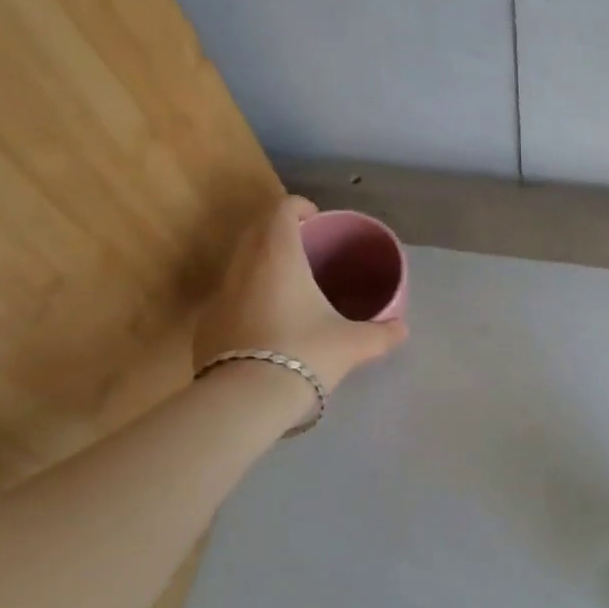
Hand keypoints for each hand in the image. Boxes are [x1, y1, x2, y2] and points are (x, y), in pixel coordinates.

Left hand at [194, 195, 407, 394]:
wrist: (247, 400)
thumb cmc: (306, 354)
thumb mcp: (353, 345)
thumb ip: (381, 333)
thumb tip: (402, 329)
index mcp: (279, 256)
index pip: (282, 209)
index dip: (300, 207)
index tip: (316, 221)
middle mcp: (244, 266)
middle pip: (256, 230)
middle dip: (278, 232)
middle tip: (305, 251)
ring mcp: (220, 295)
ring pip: (239, 264)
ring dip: (261, 265)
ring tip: (288, 288)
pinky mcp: (206, 325)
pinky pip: (229, 298)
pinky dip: (247, 298)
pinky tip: (265, 326)